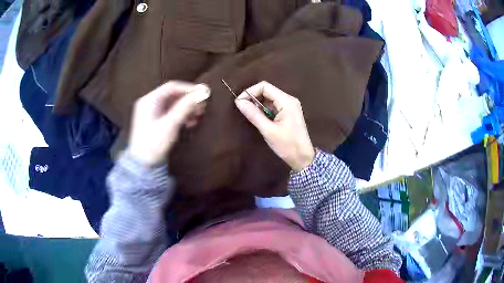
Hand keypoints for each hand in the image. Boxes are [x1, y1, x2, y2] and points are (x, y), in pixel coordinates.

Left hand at [128, 81, 210, 166]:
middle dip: (189, 100)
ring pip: (173, 105)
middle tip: (202, 107)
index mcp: (149, 100)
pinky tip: (190, 123)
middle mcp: (149, 103)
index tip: (203, 94)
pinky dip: (181, 116)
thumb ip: (186, 106)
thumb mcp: (171, 123)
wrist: (143, 165)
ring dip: (186, 109)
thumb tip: (202, 92)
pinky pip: (170, 113)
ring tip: (198, 116)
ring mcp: (151, 113)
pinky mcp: (155, 122)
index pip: (172, 87)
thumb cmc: (154, 143)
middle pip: (173, 95)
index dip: (188, 89)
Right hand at [235, 81, 314, 171]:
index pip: (264, 86)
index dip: (250, 91)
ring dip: (258, 105)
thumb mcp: (268, 130)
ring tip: (251, 116)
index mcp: (286, 101)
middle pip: (267, 91)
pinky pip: (273, 106)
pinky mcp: (288, 113)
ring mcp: (290, 106)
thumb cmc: (287, 145)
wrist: (303, 158)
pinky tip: (260, 119)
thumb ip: (253, 114)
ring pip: (269, 99)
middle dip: (253, 98)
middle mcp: (289, 100)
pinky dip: (264, 110)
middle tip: (243, 110)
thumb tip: (239, 102)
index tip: (239, 102)